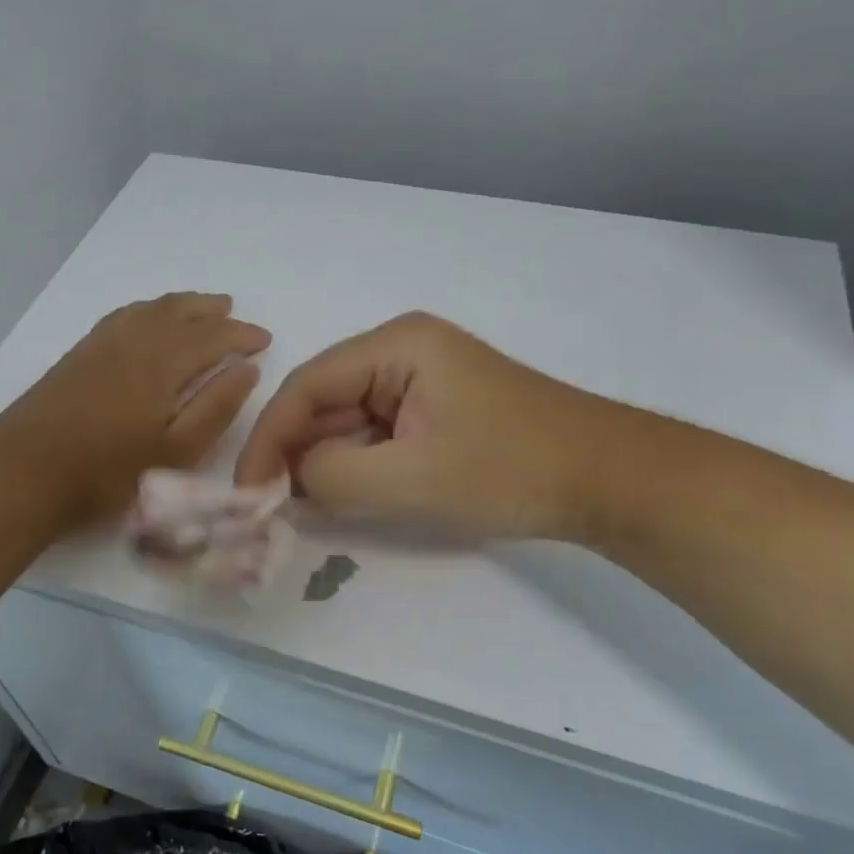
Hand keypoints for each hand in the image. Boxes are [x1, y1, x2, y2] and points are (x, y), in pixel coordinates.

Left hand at [0, 293, 270, 522]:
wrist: (24, 473)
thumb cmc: (108, 471)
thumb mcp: (176, 451)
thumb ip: (215, 407)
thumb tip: (246, 369)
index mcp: (162, 362)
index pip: (212, 336)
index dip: (241, 335)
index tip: (264, 340)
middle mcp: (133, 341)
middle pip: (179, 312)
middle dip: (211, 311)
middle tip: (234, 313)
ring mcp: (100, 344)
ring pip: (148, 309)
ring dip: (179, 305)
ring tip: (198, 307)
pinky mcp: (78, 355)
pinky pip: (123, 316)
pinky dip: (146, 310)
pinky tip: (146, 320)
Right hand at [233, 312, 634, 540]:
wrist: (607, 478)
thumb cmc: (511, 469)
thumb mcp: (411, 478)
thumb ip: (333, 476)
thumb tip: (289, 479)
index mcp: (396, 346)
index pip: (306, 386)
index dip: (268, 437)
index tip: (246, 489)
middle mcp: (401, 351)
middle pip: (324, 400)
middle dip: (295, 452)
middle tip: (268, 506)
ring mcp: (419, 379)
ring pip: (347, 420)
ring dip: (324, 462)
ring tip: (300, 507)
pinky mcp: (434, 408)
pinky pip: (375, 434)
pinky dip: (354, 465)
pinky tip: (343, 497)